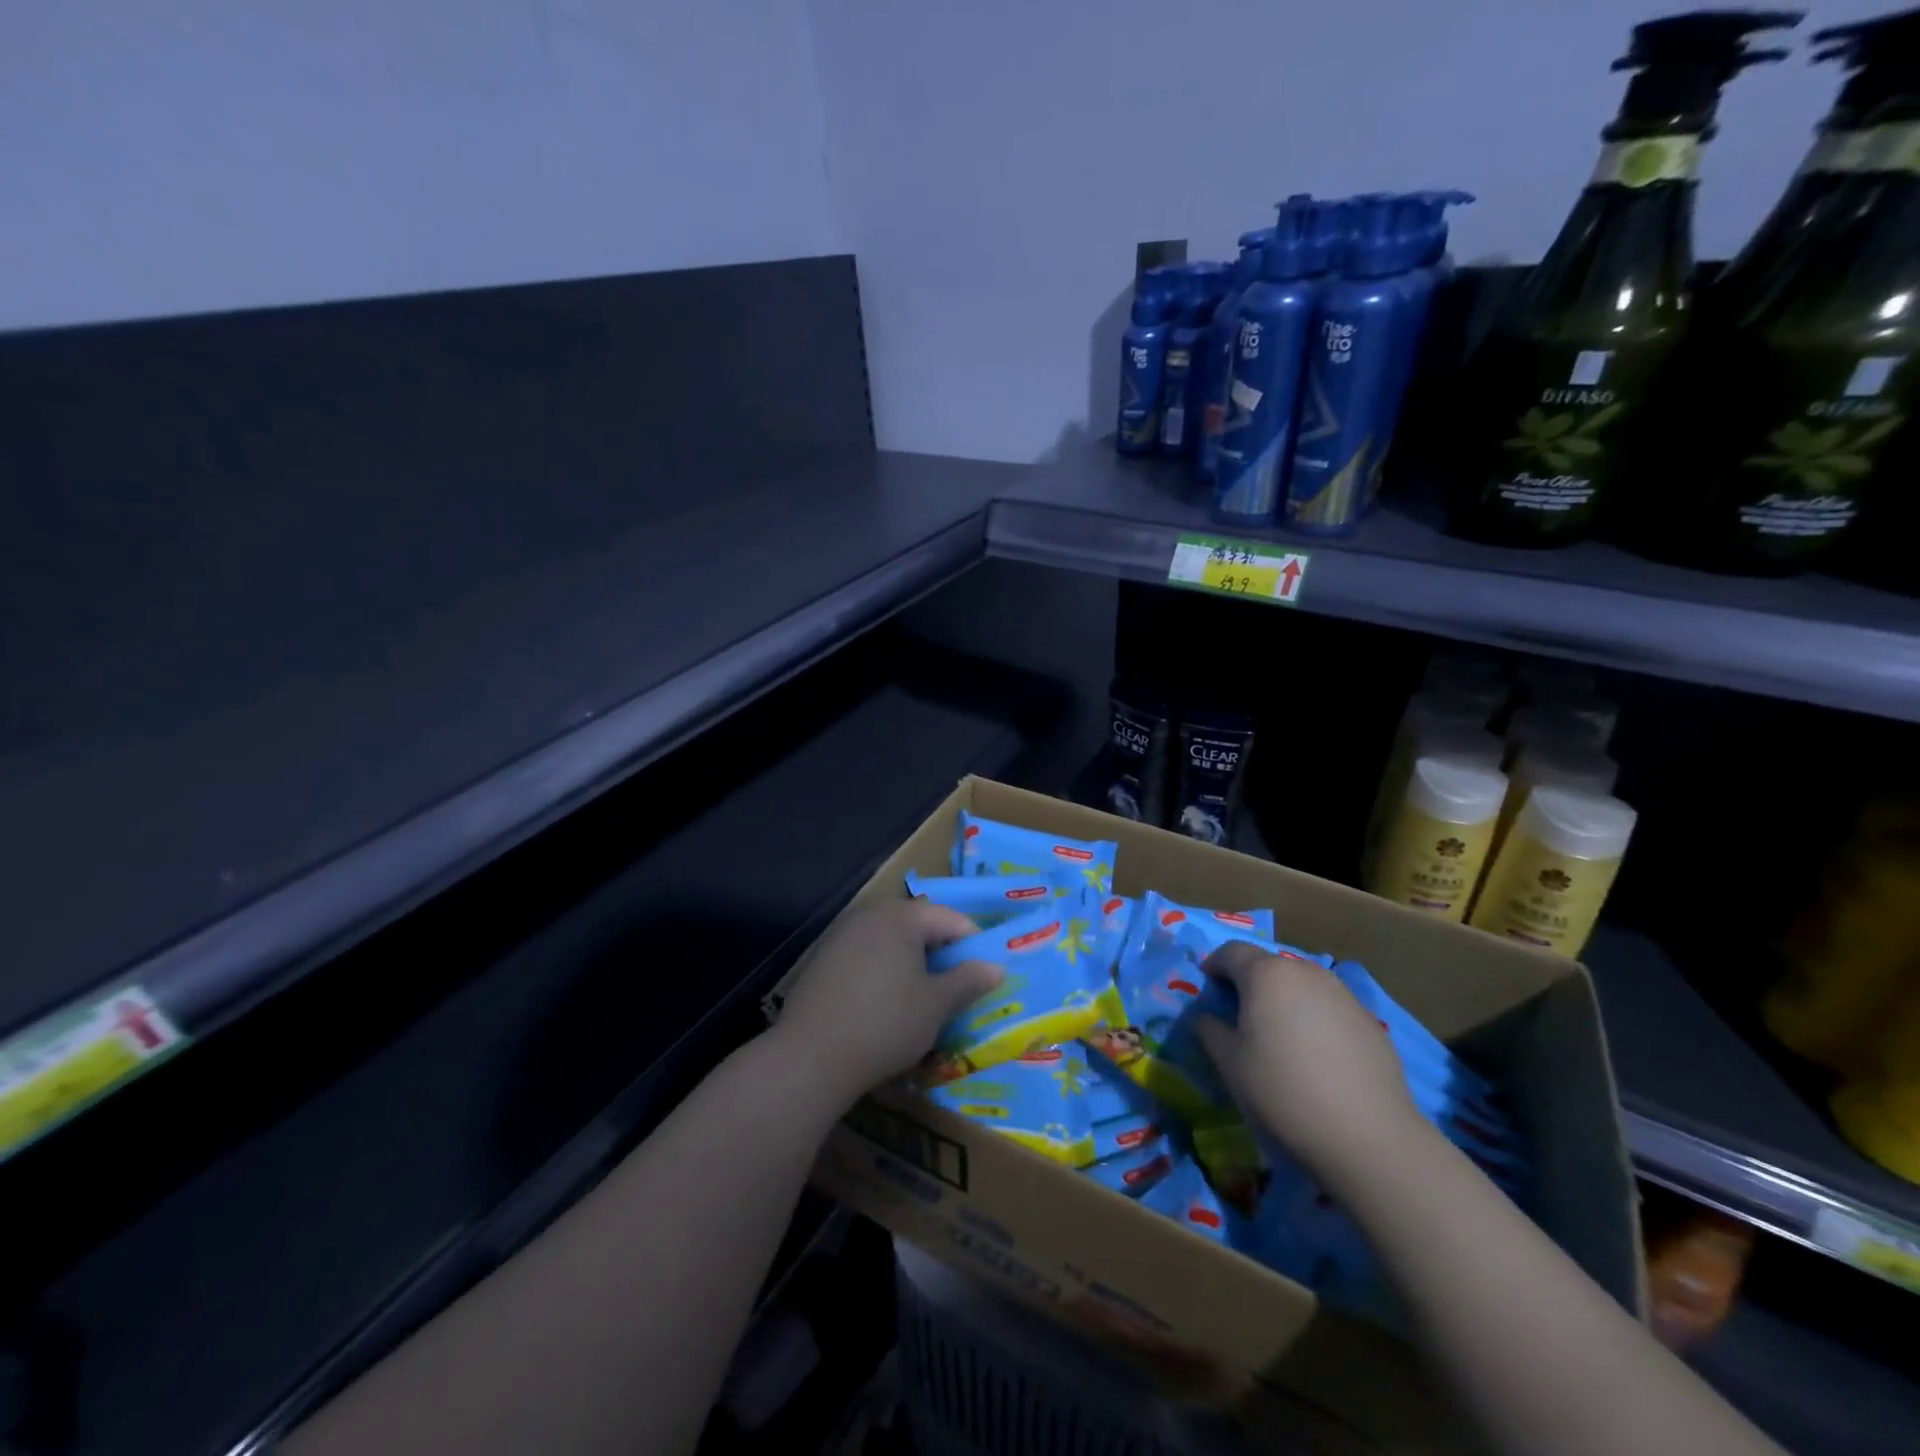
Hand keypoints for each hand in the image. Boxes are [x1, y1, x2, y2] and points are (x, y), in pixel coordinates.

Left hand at [773, 900, 1002, 1103]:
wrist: (811, 1056)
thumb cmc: (886, 1023)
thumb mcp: (936, 1005)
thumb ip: (968, 981)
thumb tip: (996, 967)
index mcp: (902, 916)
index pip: (950, 918)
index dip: (973, 944)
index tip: (986, 974)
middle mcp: (871, 915)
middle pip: (919, 925)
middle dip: (942, 952)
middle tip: (958, 987)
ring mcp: (842, 935)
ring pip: (892, 941)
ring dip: (913, 962)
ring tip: (926, 997)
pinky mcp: (823, 959)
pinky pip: (867, 956)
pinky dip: (885, 971)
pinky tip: (887, 1004)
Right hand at [1194, 941, 1427, 1188]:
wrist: (1368, 1135)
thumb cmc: (1283, 1091)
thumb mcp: (1229, 1063)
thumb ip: (1210, 1029)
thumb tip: (1207, 1017)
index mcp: (1266, 974)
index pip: (1231, 951)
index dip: (1214, 965)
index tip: (1207, 987)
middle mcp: (1305, 972)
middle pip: (1268, 964)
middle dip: (1249, 981)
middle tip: (1240, 1014)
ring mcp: (1342, 994)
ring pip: (1301, 984)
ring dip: (1284, 998)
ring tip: (1279, 1034)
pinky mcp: (1369, 1020)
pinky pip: (1329, 1006)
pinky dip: (1314, 1017)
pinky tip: (1316, 1055)